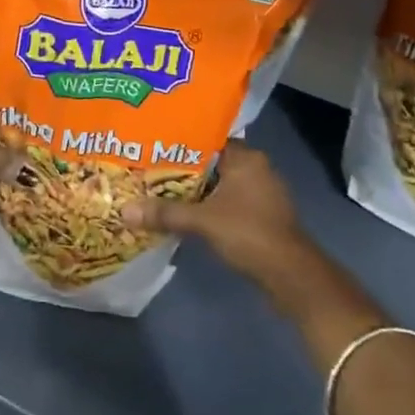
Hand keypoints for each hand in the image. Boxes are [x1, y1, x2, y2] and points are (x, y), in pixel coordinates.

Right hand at [120, 142, 304, 279]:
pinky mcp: (262, 216)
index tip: (153, 146)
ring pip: (220, 184)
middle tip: (150, 170)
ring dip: (196, 191)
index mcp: (246, 158)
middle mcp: (256, 169)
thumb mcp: (202, 221)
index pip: (208, 139)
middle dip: (184, 169)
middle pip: (211, 163)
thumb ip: (165, 213)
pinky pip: (228, 202)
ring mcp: (261, 194)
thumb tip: (124, 211)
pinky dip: (209, 206)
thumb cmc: (249, 233)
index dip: (180, 143)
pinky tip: (186, 214)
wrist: (291, 275)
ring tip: (160, 191)